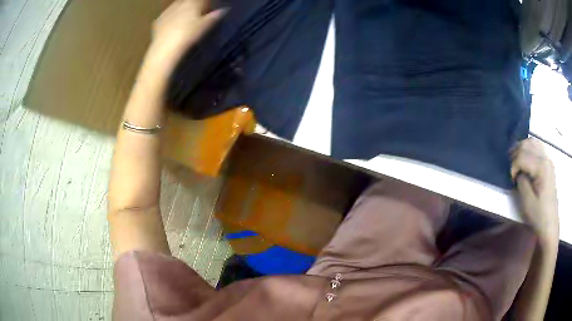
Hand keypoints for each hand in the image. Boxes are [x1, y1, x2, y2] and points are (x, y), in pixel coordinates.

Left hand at [142, 0, 224, 77]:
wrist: (165, 50)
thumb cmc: (188, 36)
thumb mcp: (205, 27)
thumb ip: (214, 16)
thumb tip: (224, 10)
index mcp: (192, 3)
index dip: (205, 3)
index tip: (208, 9)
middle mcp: (179, 4)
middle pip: (187, 1)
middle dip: (192, 5)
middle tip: (196, 14)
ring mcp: (167, 12)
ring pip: (176, 6)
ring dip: (181, 10)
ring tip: (184, 21)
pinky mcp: (157, 21)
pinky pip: (166, 16)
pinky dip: (170, 18)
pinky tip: (172, 27)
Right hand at [511, 138, 558, 243]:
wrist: (550, 224)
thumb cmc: (538, 215)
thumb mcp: (527, 202)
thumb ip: (521, 182)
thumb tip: (518, 172)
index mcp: (541, 167)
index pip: (522, 156)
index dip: (513, 166)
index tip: (511, 180)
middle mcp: (545, 158)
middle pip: (527, 145)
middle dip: (516, 154)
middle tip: (511, 169)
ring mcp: (548, 160)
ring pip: (532, 142)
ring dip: (522, 149)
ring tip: (516, 161)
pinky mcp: (548, 164)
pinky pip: (537, 147)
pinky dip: (529, 149)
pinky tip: (525, 159)